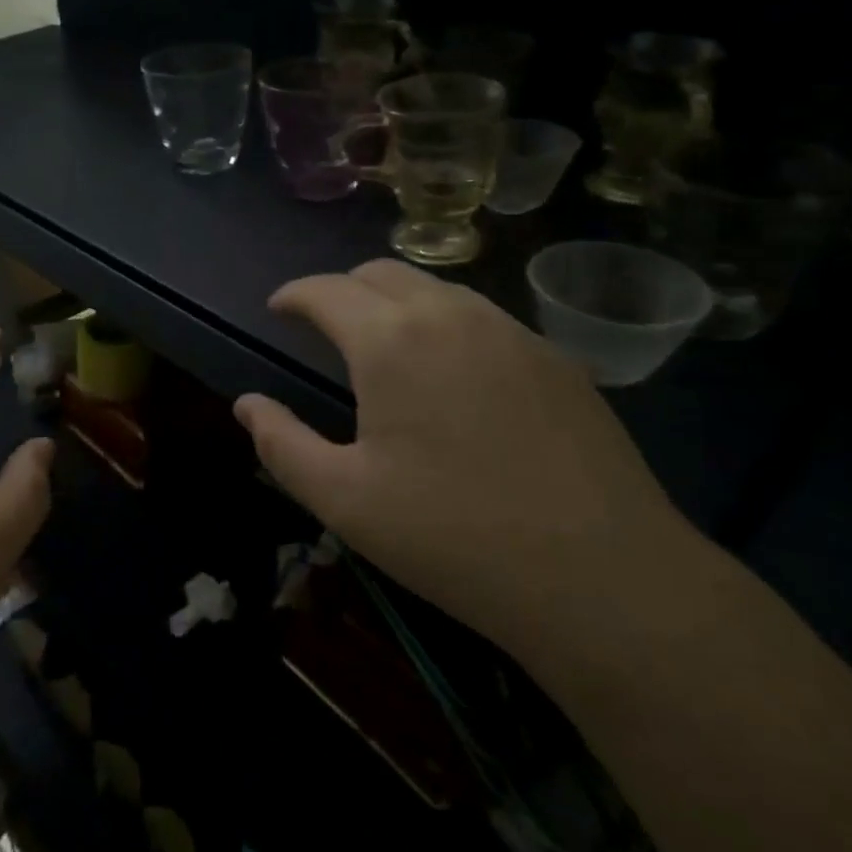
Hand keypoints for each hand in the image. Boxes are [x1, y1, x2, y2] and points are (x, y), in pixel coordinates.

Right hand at [233, 261, 687, 646]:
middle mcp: (450, 315)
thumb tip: (246, 404)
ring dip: (396, 302)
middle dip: (342, 290)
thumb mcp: (344, 501)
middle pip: (380, 272)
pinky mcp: (555, 358)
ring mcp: (511, 331)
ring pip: (435, 290)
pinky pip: (483, 318)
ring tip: (385, 346)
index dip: (294, 294)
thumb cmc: (453, 537)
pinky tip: (453, 376)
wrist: (605, 579)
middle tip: (325, 326)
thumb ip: (282, 444)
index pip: (326, 290)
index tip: (278, 309)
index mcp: (390, 340)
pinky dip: (446, 325)